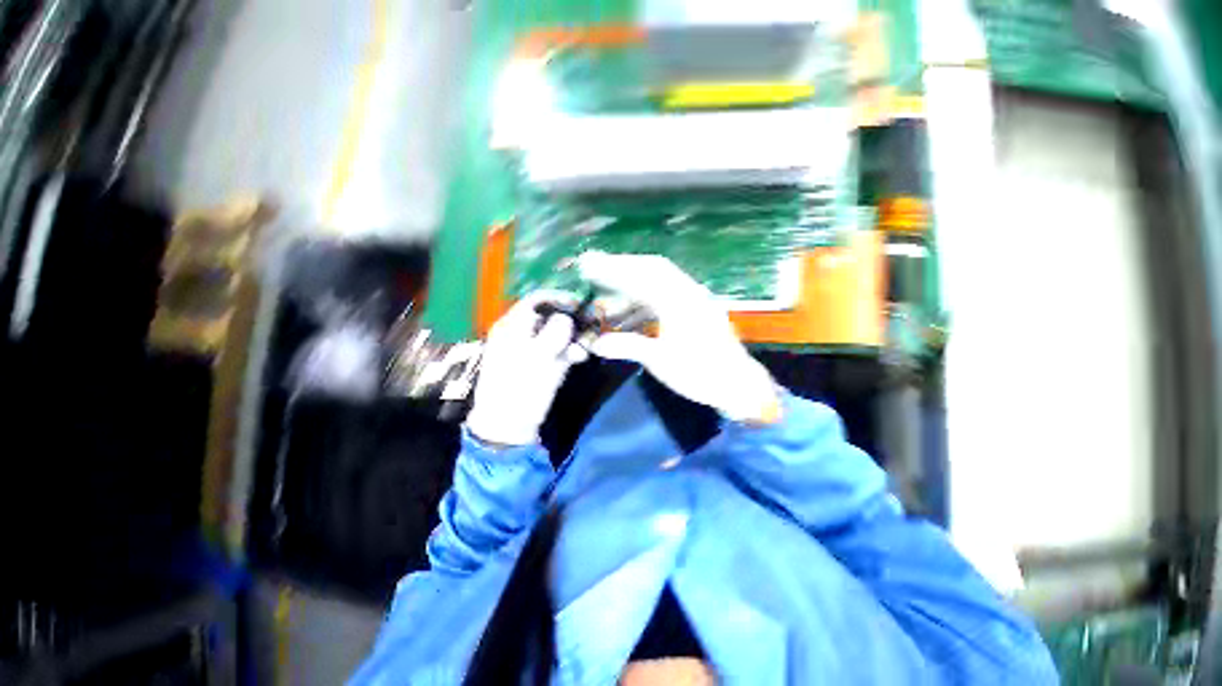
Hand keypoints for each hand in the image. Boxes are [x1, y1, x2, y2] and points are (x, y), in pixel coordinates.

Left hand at [465, 292, 587, 446]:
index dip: (558, 298)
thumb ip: (554, 332)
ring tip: (584, 349)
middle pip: (548, 317)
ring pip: (555, 335)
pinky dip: (568, 352)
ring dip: (571, 339)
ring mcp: (528, 350)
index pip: (536, 301)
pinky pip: (555, 351)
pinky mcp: (537, 365)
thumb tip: (566, 318)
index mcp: (511, 327)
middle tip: (588, 327)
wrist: (508, 425)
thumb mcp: (539, 356)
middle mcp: (519, 334)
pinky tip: (579, 358)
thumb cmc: (520, 387)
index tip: (580, 303)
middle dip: (569, 322)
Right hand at [578, 252, 779, 422]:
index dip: (613, 268)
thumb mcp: (660, 361)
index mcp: (679, 301)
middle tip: (596, 268)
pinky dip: (644, 300)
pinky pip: (666, 296)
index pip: (641, 275)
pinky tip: (629, 314)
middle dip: (622, 267)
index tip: (589, 264)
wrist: (737, 385)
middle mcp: (688, 292)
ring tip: (608, 296)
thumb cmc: (699, 373)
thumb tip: (595, 344)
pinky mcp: (696, 308)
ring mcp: (694, 298)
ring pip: (658, 282)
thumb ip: (627, 346)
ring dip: (633, 285)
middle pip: (651, 268)